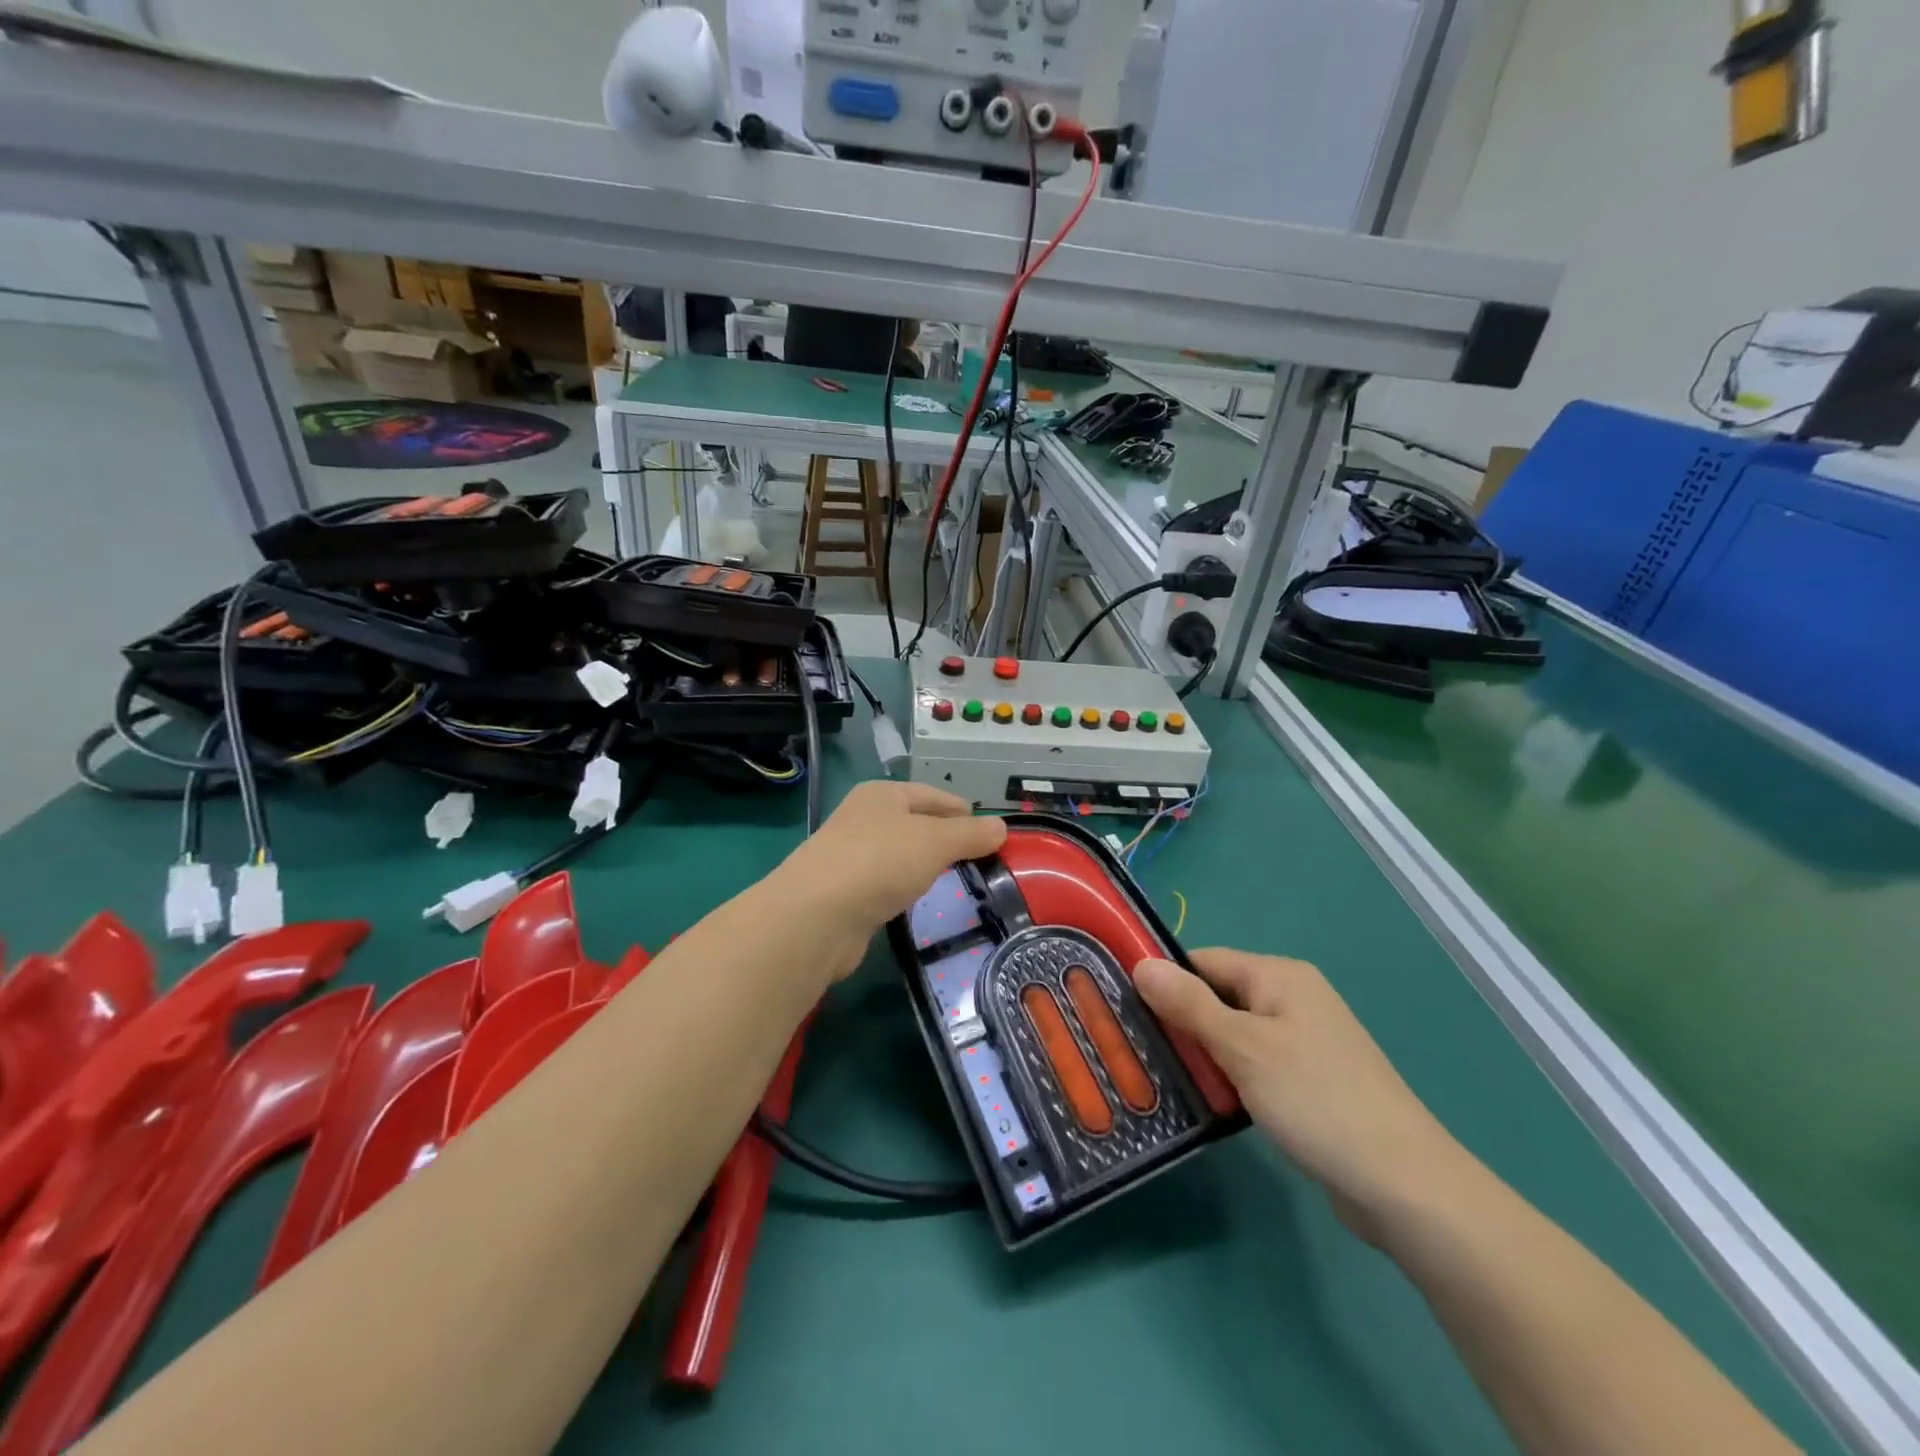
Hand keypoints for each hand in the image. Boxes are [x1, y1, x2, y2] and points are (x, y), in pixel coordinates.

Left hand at [772, 782, 1006, 979]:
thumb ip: (970, 834)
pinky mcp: (845, 893)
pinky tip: (920, 902)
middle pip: (916, 824)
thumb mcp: (936, 841)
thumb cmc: (880, 862)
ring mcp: (850, 856)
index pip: (932, 795)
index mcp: (882, 794)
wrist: (816, 916)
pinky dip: (905, 889)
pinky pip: (886, 884)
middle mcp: (863, 818)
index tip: (991, 832)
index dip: (963, 811)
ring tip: (957, 881)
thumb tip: (1002, 827)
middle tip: (980, 860)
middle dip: (946, 839)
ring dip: (925, 866)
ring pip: (900, 855)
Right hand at [1135, 949, 1467, 1239]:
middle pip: (1218, 996)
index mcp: (1280, 977)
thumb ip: (1190, 1005)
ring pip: (1233, 1034)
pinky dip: (1229, 1076)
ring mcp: (1304, 1042)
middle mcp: (1293, 1000)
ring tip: (1160, 1075)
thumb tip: (1142, 963)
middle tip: (1136, 1048)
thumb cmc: (1317, 1101)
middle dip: (1180, 1020)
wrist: (1405, 1186)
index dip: (1165, 980)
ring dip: (1202, 1053)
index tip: (1124, 1007)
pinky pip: (1254, 1064)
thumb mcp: (1244, 1048)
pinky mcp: (1309, 1082)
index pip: (1205, 961)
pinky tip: (1206, 1100)